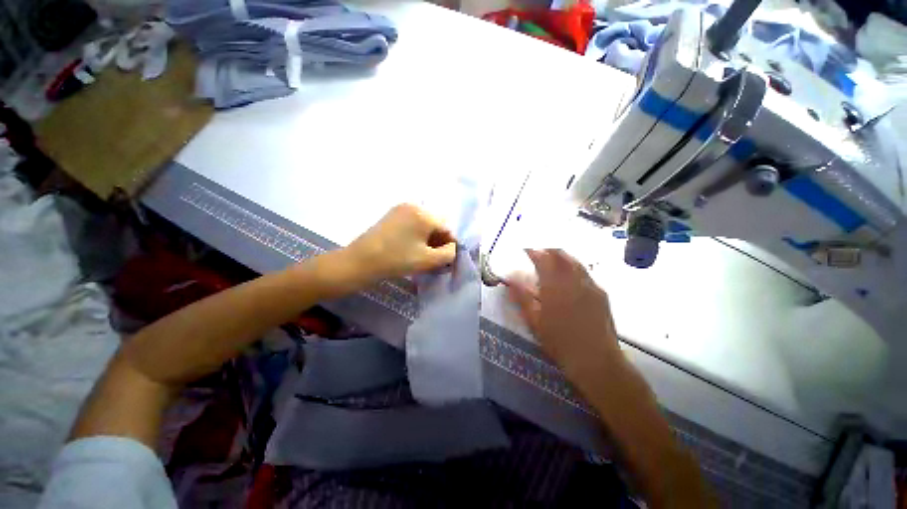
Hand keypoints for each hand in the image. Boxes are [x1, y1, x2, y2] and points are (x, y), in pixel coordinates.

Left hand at [345, 204, 457, 280]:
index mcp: (424, 214)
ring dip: (427, 240)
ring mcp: (400, 209)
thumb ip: (448, 254)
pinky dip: (416, 236)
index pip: (446, 228)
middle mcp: (413, 206)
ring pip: (423, 225)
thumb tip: (452, 247)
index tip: (445, 260)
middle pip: (435, 225)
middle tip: (434, 259)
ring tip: (422, 256)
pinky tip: (410, 248)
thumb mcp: (428, 260)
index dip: (449, 245)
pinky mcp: (391, 215)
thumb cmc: (397, 260)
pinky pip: (411, 224)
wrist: (360, 261)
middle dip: (438, 242)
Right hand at [506, 249, 624, 389]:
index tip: (525, 251)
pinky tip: (569, 280)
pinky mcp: (601, 294)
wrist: (596, 361)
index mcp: (556, 286)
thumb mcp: (534, 321)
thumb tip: (510, 279)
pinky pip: (585, 273)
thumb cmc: (559, 342)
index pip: (543, 259)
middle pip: (561, 255)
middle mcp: (575, 280)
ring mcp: (591, 285)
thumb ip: (522, 297)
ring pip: (575, 262)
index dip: (533, 252)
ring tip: (552, 264)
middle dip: (548, 251)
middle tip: (538, 255)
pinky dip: (574, 269)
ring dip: (562, 258)